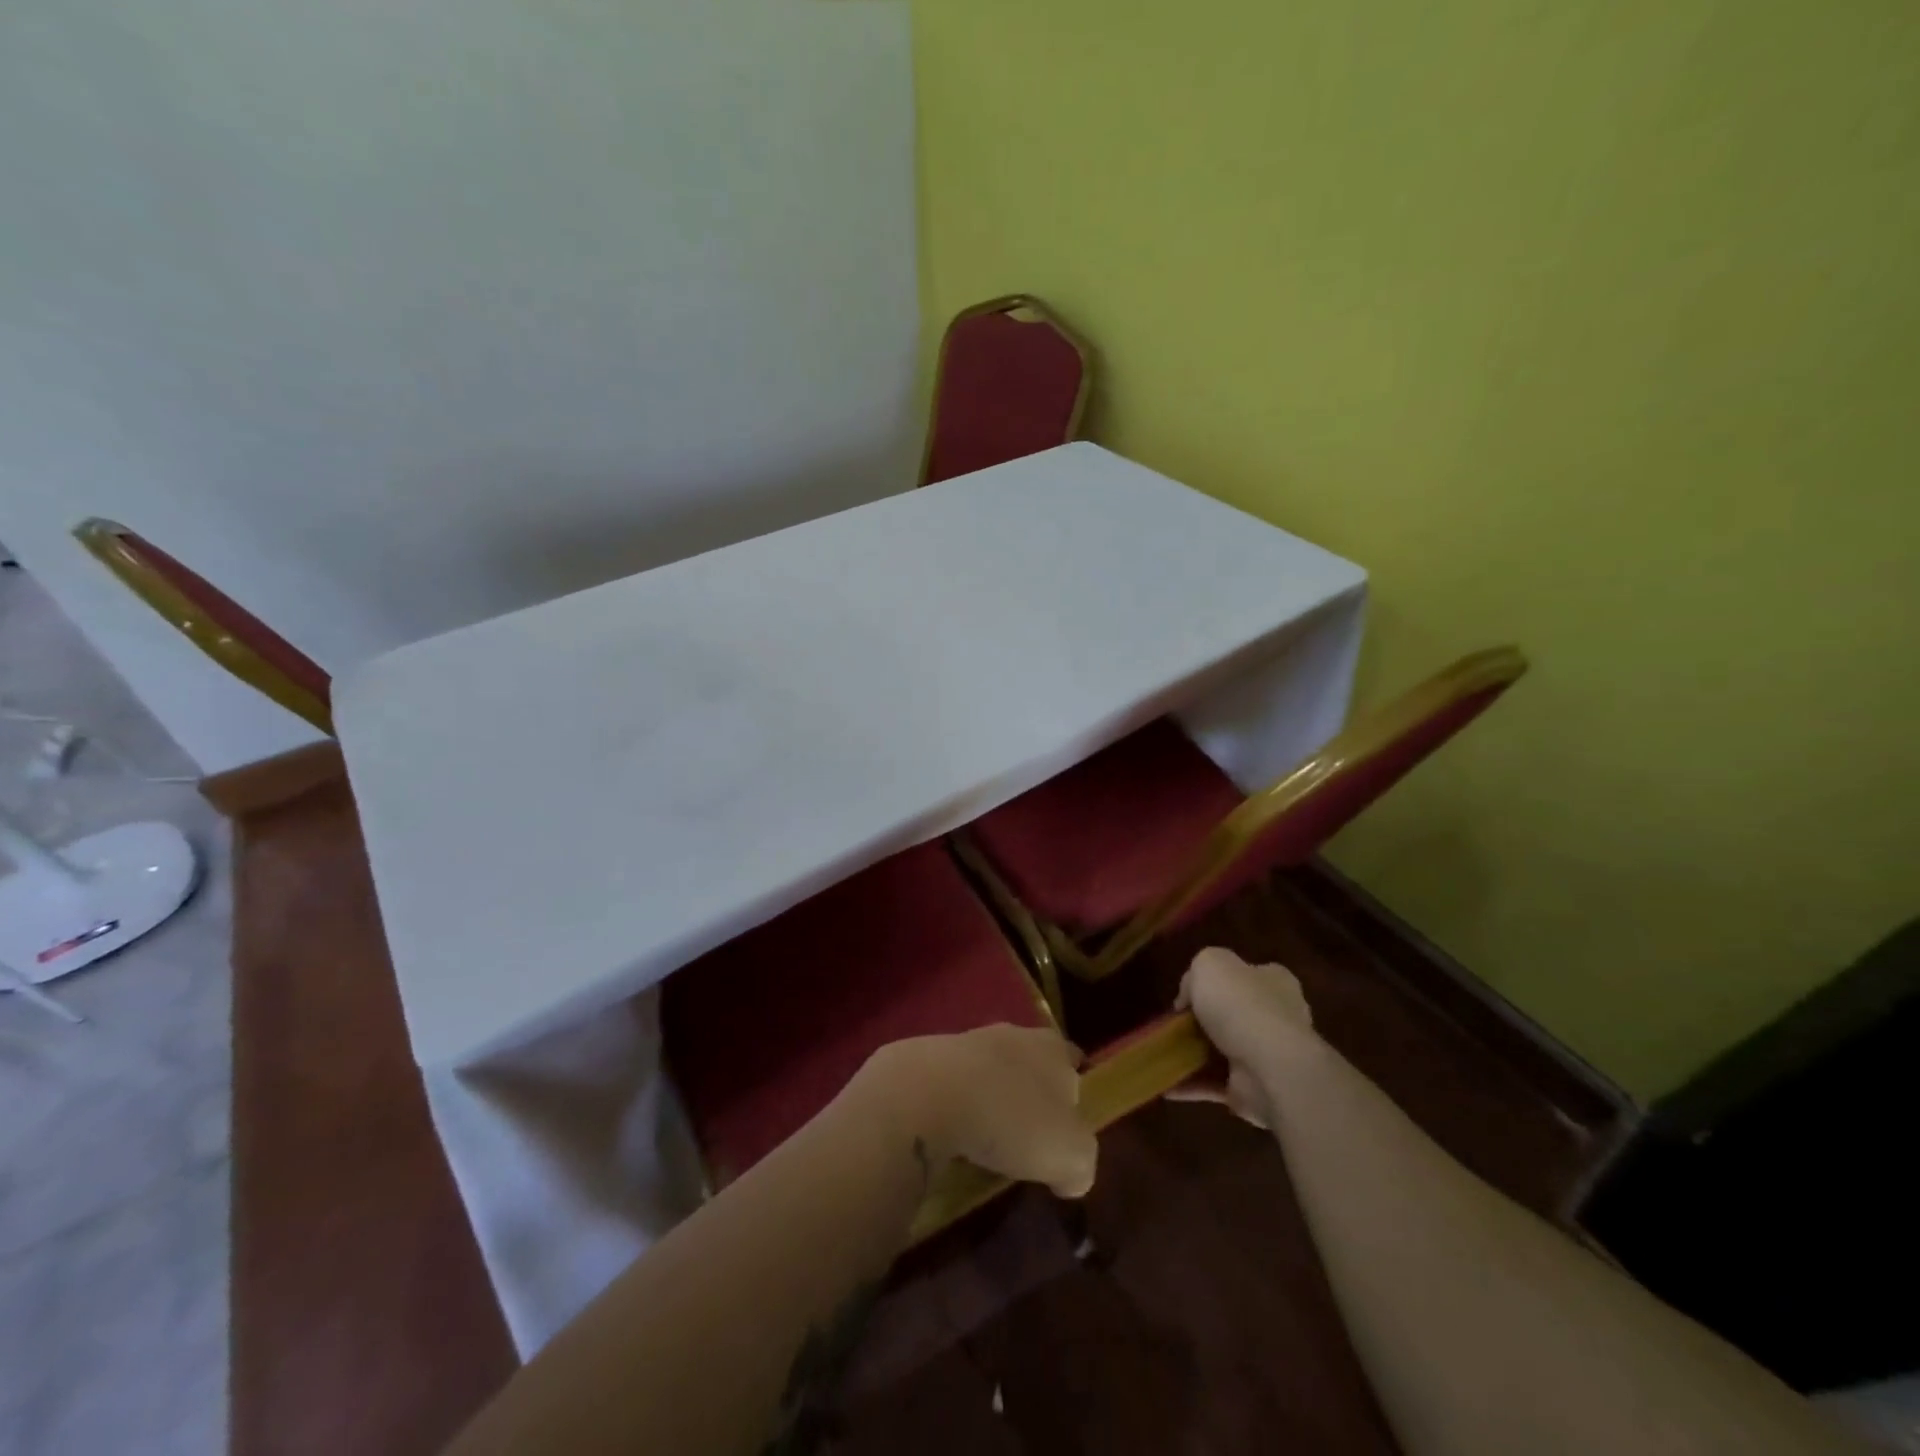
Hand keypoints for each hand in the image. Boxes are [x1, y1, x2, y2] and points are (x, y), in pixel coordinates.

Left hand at [857, 1025, 1096, 1197]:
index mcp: (1052, 1048)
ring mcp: (967, 1040)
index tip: (1068, 1123)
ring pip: (989, 1069)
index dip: (1073, 1091)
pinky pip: (952, 1082)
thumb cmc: (1012, 1120)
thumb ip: (1081, 1163)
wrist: (929, 1094)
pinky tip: (951, 1131)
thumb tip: (1072, 1175)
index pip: (1072, 1061)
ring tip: (985, 1137)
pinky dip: (955, 1102)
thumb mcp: (1069, 1155)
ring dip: (989, 1095)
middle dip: (1029, 1092)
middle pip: (1029, 1061)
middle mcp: (1013, 1034)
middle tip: (1027, 1134)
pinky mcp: (929, 1055)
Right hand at [1171, 947, 1316, 1126]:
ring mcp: (1267, 1057)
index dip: (1218, 981)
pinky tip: (1166, 1085)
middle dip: (1203, 1021)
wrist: (1270, 1069)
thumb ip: (1196, 973)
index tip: (1188, 994)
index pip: (1248, 975)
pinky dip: (1191, 1085)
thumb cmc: (1242, 1005)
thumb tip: (1189, 998)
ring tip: (1161, 1055)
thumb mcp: (1209, 963)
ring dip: (1193, 1055)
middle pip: (1234, 1015)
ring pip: (1222, 1052)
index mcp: (1274, 982)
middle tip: (1172, 1024)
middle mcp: (1277, 1018)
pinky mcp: (1253, 1090)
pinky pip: (1215, 1084)